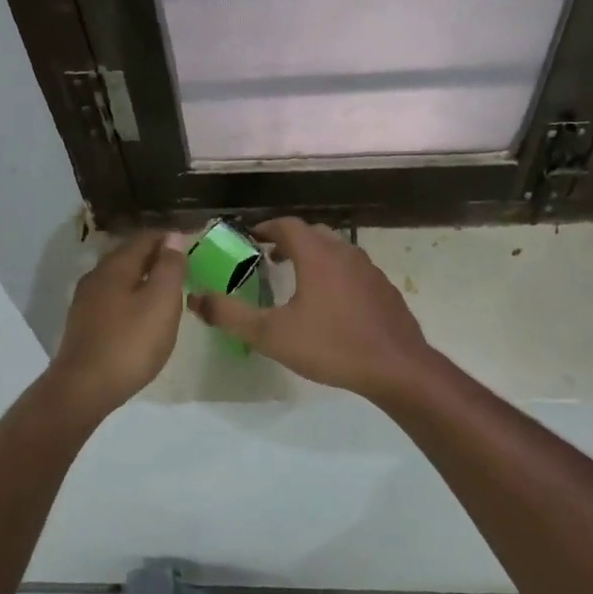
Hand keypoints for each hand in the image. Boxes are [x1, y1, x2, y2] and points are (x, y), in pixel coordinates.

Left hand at [46, 231, 185, 413]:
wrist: (84, 388)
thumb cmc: (130, 343)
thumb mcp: (161, 302)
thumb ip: (170, 267)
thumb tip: (173, 237)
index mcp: (116, 265)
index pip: (146, 238)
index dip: (171, 239)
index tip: (193, 244)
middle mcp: (97, 276)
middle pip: (130, 256)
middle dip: (156, 257)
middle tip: (183, 267)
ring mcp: (86, 301)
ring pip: (120, 278)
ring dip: (143, 279)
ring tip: (167, 291)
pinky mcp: (83, 324)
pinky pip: (113, 299)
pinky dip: (132, 298)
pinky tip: (142, 315)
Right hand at [188, 218, 434, 401]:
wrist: (396, 368)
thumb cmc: (331, 346)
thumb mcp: (271, 335)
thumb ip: (231, 316)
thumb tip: (196, 299)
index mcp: (317, 255)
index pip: (288, 225)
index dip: (267, 227)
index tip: (251, 237)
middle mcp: (345, 253)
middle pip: (314, 233)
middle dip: (290, 240)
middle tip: (270, 257)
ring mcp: (370, 271)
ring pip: (337, 251)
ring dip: (314, 256)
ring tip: (298, 279)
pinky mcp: (385, 290)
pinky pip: (354, 271)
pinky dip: (336, 274)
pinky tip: (332, 304)